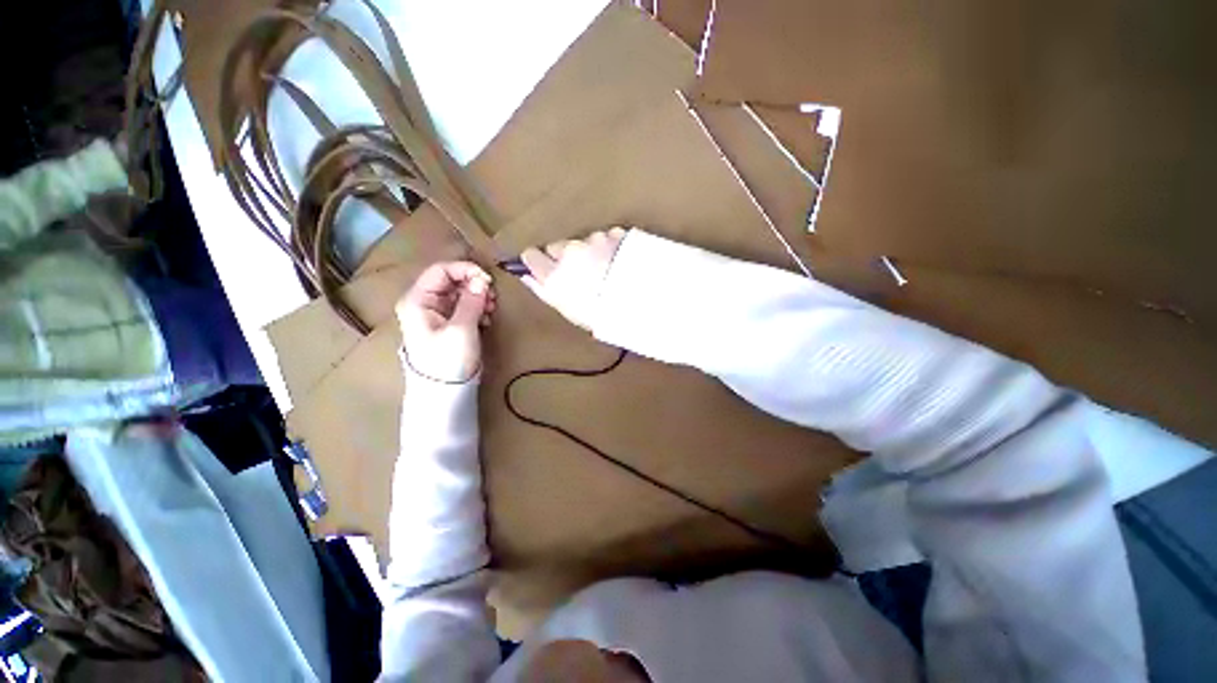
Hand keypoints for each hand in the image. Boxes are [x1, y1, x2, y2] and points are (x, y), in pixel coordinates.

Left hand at [396, 262, 495, 382]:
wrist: (444, 390)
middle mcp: (423, 302)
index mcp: (418, 300)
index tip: (488, 280)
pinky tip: (485, 318)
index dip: (466, 270)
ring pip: (459, 293)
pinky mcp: (446, 324)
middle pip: (450, 280)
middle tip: (492, 297)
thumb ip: (472, 301)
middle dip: (474, 285)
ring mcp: (435, 313)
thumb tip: (482, 280)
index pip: (441, 270)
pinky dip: (476, 307)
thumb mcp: (462, 329)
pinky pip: (462, 306)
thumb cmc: (448, 359)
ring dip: (478, 297)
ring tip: (490, 309)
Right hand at [520, 227, 627, 329]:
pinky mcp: (615, 234)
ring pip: (583, 242)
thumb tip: (528, 276)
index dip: (538, 262)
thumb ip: (543, 290)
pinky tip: (619, 262)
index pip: (531, 255)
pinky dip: (610, 246)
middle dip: (564, 256)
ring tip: (606, 271)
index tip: (542, 266)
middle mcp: (570, 252)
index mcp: (555, 273)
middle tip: (580, 273)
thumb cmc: (602, 315)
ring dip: (590, 252)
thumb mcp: (568, 309)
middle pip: (558, 246)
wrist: (641, 302)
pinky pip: (606, 237)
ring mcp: (594, 240)